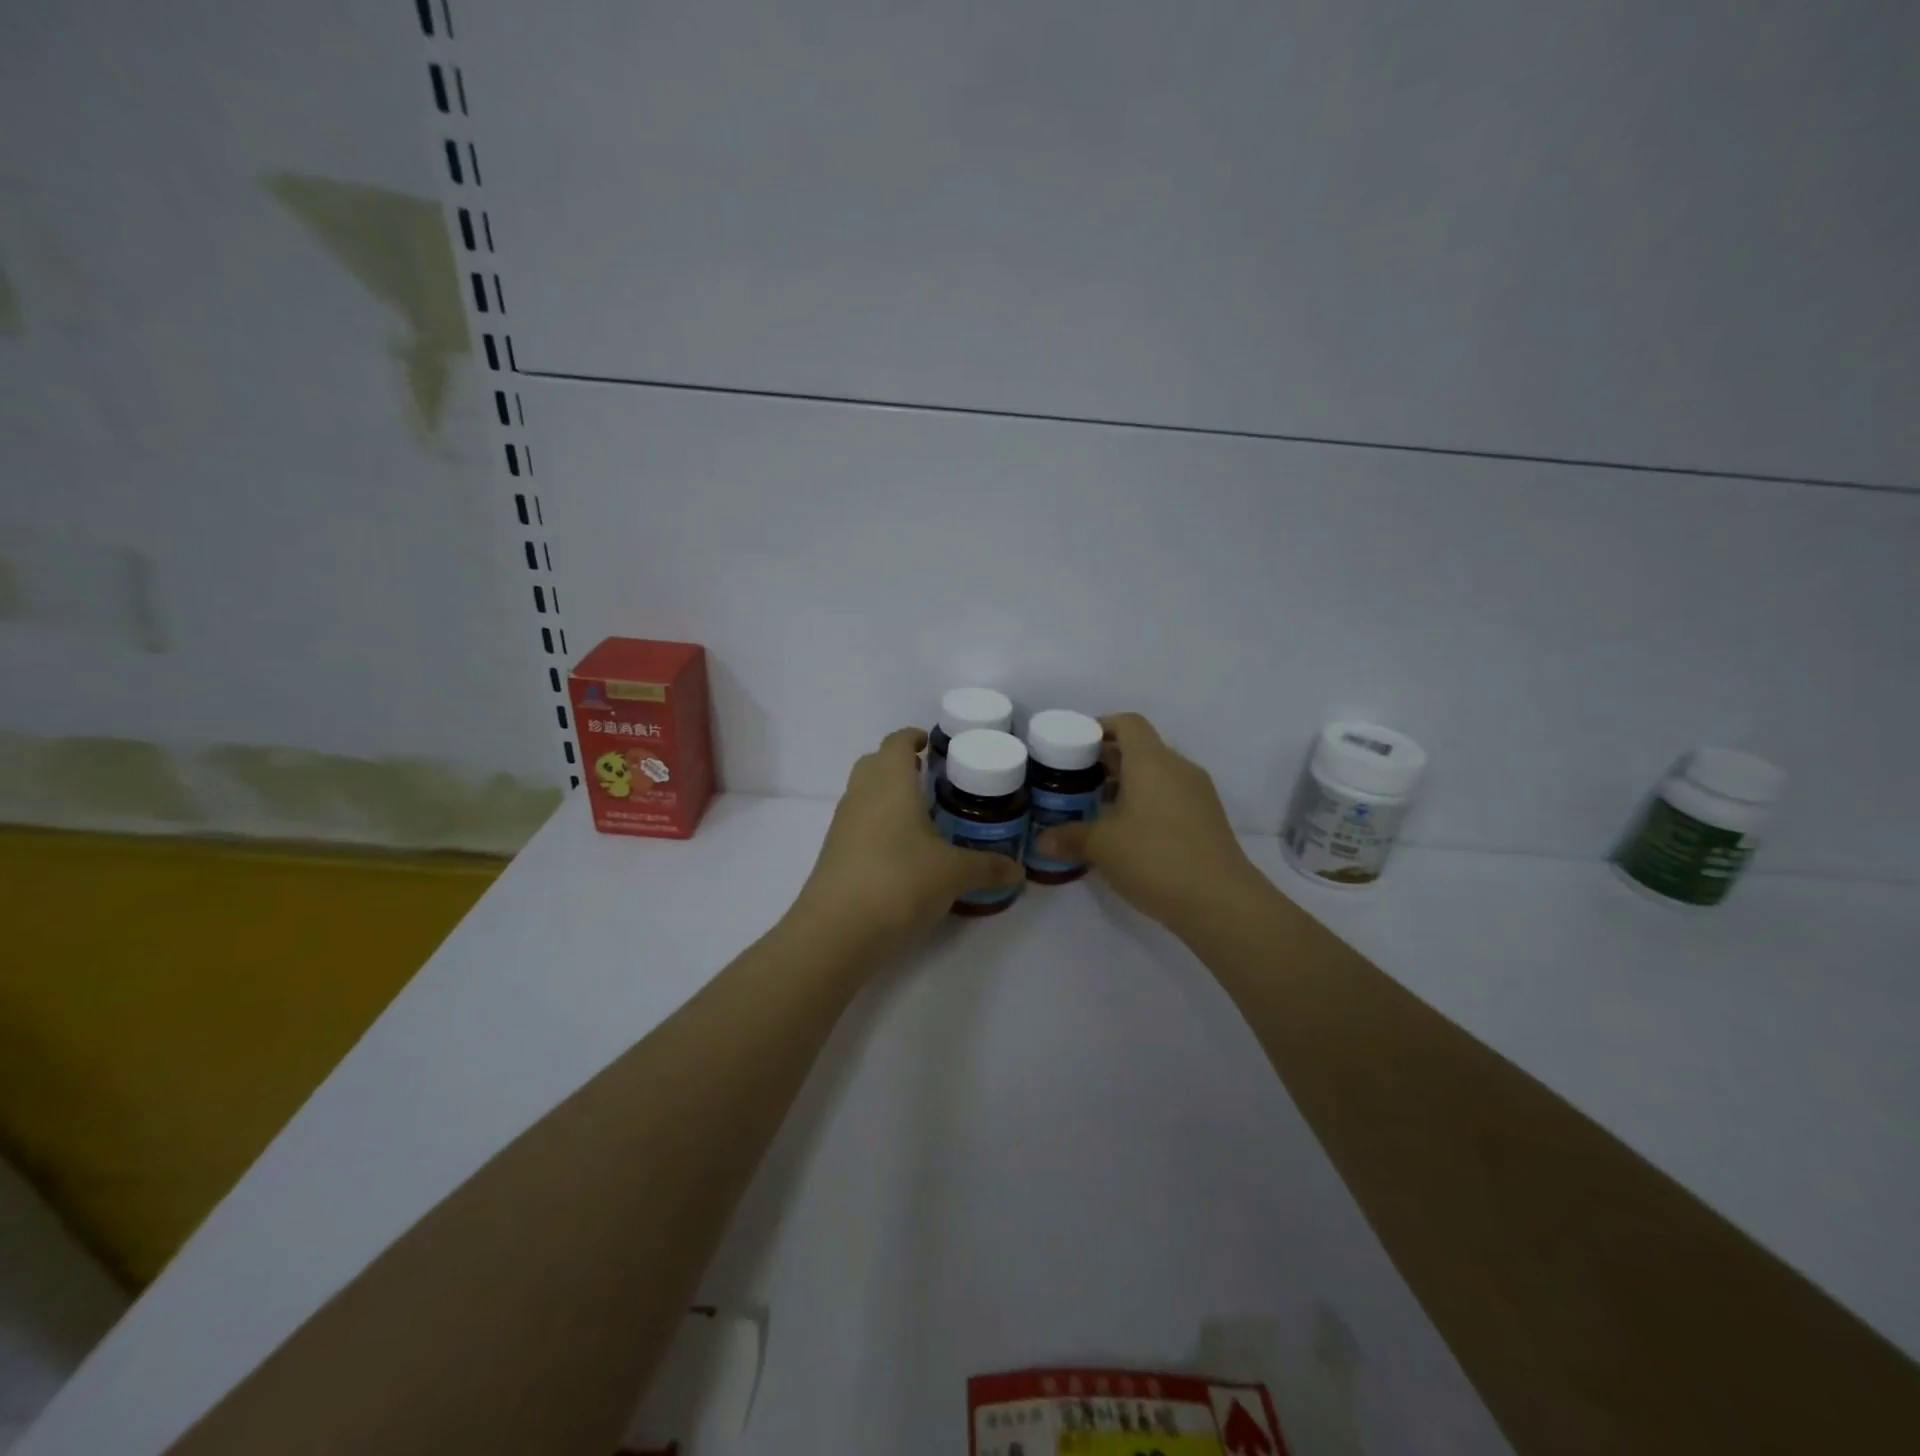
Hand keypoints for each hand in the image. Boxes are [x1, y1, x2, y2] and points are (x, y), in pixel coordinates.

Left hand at [788, 727, 1024, 958]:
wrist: (837, 931)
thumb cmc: (900, 881)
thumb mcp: (953, 874)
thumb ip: (987, 868)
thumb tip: (1018, 872)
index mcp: (890, 782)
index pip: (896, 742)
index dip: (913, 737)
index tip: (933, 744)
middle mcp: (861, 794)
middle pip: (874, 763)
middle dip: (899, 765)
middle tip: (931, 779)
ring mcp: (842, 824)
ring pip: (864, 794)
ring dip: (888, 796)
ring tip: (921, 816)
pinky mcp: (834, 853)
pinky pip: (858, 824)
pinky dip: (879, 825)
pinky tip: (902, 852)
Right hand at [1035, 712, 1261, 930]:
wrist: (1220, 901)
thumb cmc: (1155, 858)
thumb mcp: (1102, 847)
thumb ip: (1069, 837)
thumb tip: (1041, 841)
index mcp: (1151, 761)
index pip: (1128, 723)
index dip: (1100, 727)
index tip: (1075, 746)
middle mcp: (1177, 768)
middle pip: (1140, 749)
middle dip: (1106, 761)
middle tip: (1075, 781)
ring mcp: (1197, 794)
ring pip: (1156, 775)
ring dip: (1127, 785)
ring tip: (1096, 808)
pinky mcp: (1207, 819)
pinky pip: (1170, 797)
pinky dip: (1146, 803)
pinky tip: (1126, 833)